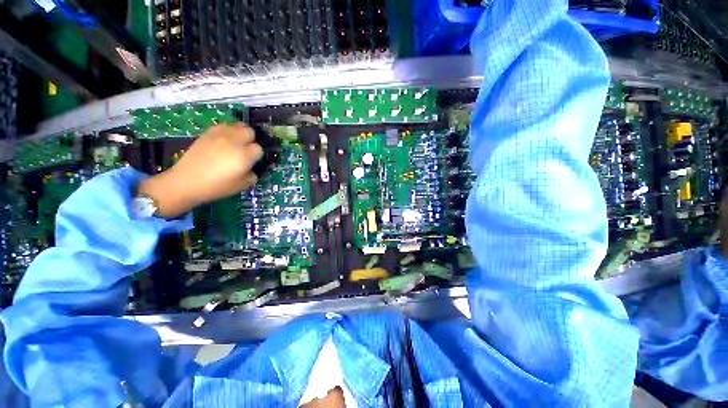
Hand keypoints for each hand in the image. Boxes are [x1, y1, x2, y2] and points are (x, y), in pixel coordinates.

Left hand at [138, 123, 262, 217]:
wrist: (186, 181)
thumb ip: (252, 175)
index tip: (253, 161)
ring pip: (237, 125)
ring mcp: (220, 135)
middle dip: (251, 139)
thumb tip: (252, 169)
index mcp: (244, 156)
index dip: (257, 155)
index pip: (258, 148)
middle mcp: (234, 142)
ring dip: (240, 133)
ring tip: (236, 143)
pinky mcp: (208, 133)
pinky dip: (227, 131)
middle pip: (250, 131)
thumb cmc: (217, 186)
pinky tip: (224, 140)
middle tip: (246, 149)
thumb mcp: (241, 186)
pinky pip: (223, 126)